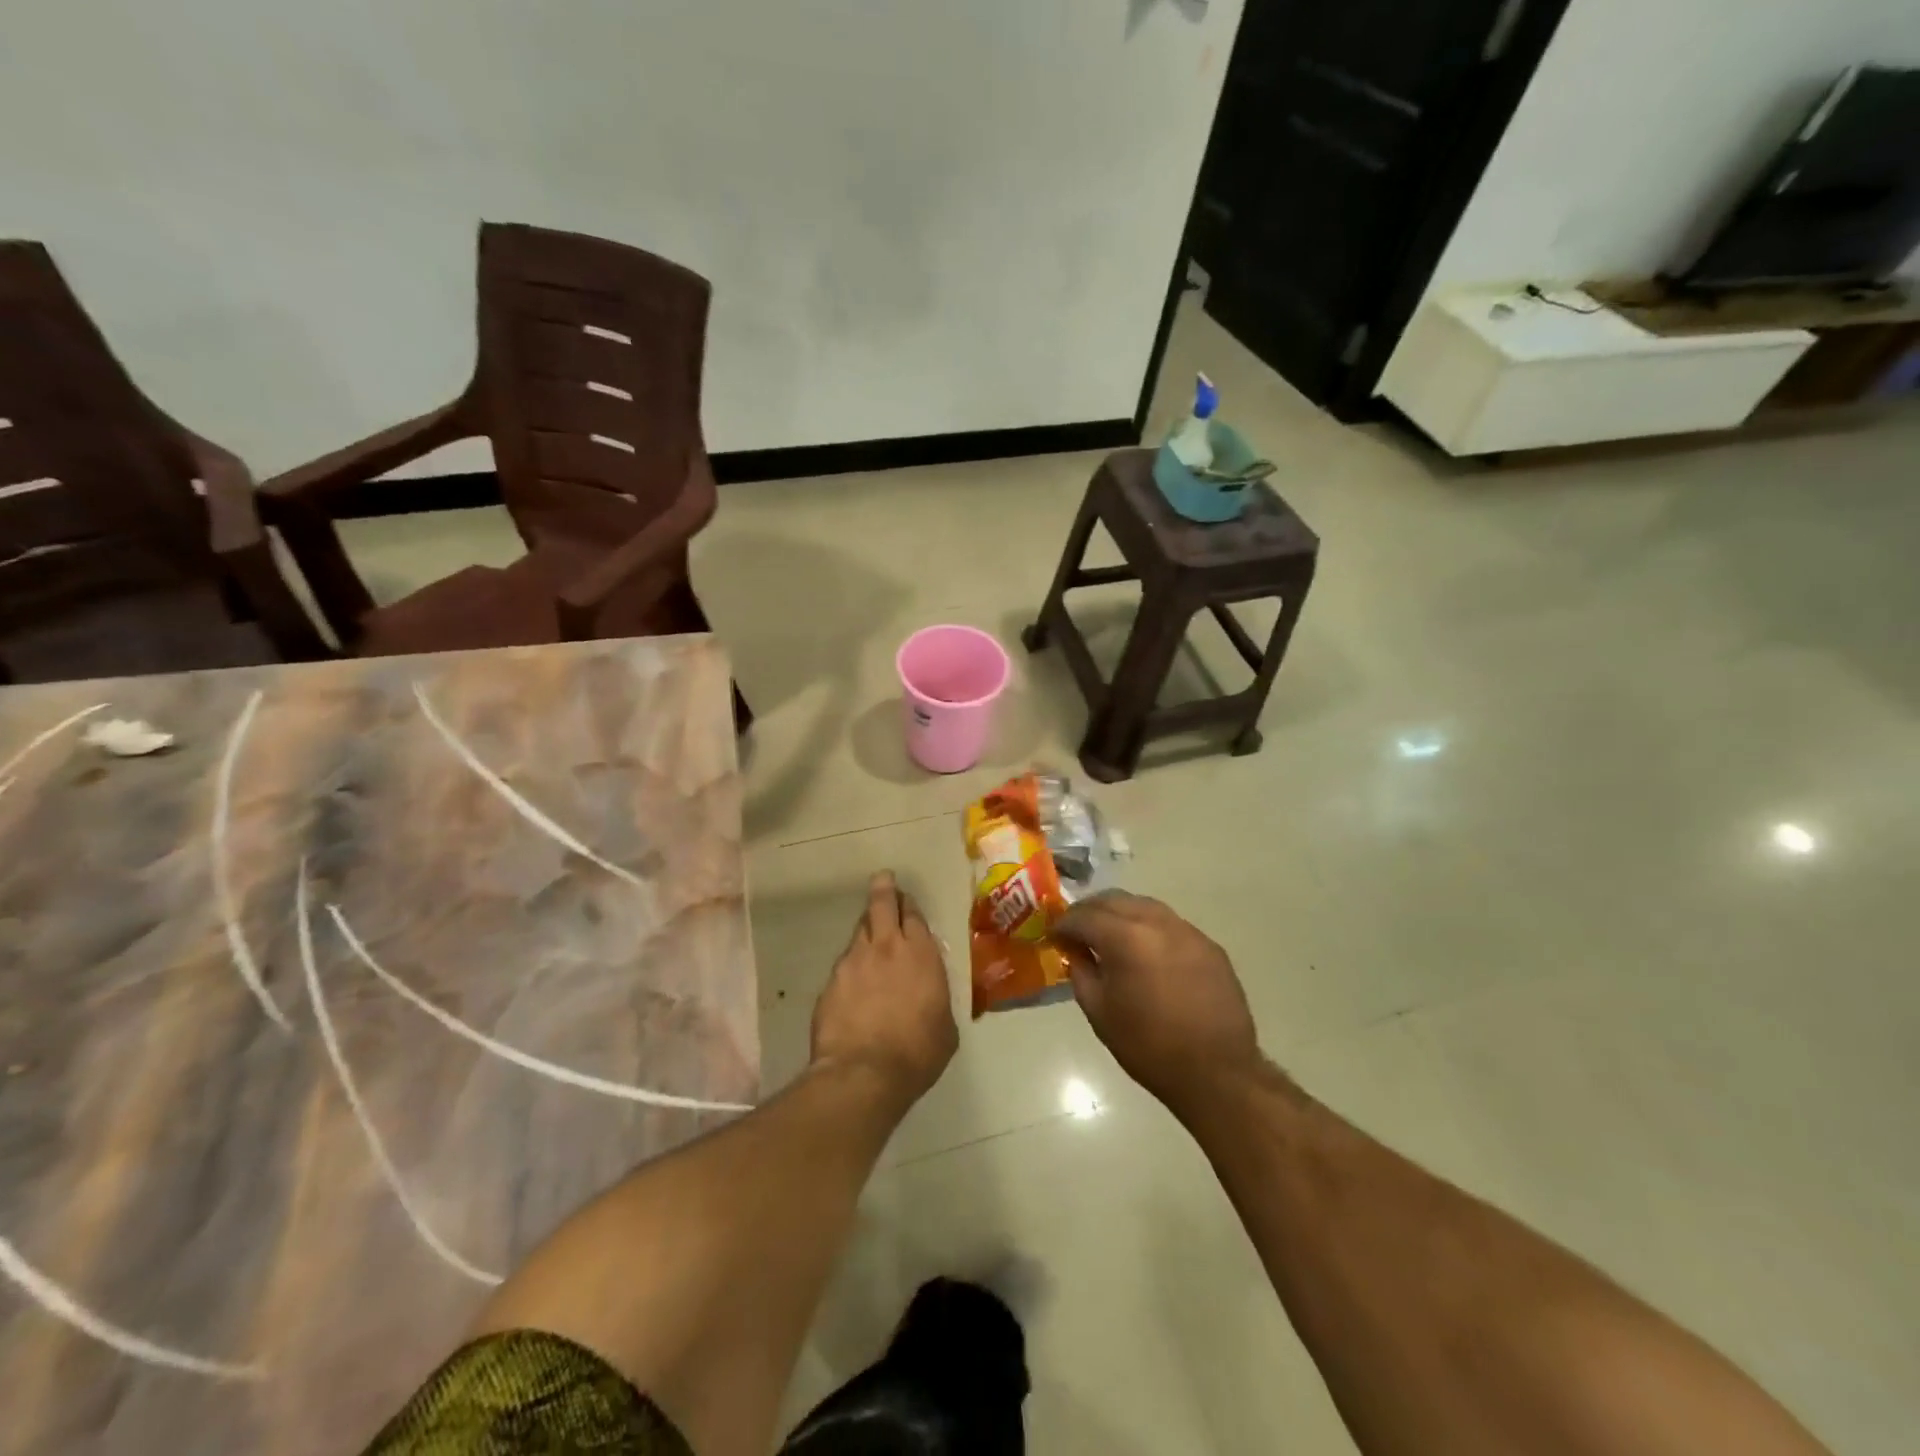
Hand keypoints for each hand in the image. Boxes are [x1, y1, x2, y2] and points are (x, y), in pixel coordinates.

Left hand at [811, 872, 958, 1106]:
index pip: (913, 915)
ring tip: (869, 932)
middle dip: (884, 889)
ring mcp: (853, 962)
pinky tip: (854, 981)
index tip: (906, 900)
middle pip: (881, 905)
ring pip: (859, 930)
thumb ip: (937, 999)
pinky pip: (843, 963)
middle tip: (883, 880)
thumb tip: (931, 997)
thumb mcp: (944, 1027)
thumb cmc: (917, 1052)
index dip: (909, 905)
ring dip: (866, 928)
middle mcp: (886, 947)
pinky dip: (851, 965)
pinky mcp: (830, 982)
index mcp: (921, 954)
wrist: (863, 1073)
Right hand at [1055, 892, 1261, 1117]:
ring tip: (1109, 936)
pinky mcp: (1209, 945)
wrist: (1217, 1073)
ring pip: (1145, 906)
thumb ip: (1081, 970)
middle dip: (1091, 910)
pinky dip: (1149, 928)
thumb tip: (1076, 950)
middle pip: (1115, 900)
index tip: (1055, 935)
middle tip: (1077, 930)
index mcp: (1126, 938)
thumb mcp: (1099, 1011)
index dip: (1064, 923)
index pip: (1085, 916)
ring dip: (1121, 914)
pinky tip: (1146, 951)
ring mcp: (1188, 931)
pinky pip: (1170, 924)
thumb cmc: (1148, 1046)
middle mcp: (1157, 923)